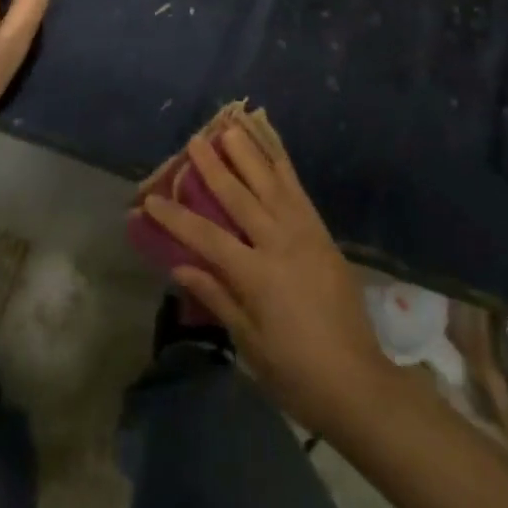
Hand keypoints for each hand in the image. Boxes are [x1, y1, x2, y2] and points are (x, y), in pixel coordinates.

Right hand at [144, 125, 391, 438]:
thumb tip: (180, 267)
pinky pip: (298, 190)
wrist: (356, 380)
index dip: (176, 217)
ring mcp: (304, 232)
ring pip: (271, 182)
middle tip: (194, 140)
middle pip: (239, 197)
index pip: (206, 237)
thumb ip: (217, 297)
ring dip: (249, 154)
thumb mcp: (249, 343)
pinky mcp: (322, 232)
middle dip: (213, 167)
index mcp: (257, 276)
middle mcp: (280, 243)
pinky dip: (283, 165)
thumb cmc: (295, 372)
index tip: (150, 199)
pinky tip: (272, 149)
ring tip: (231, 128)